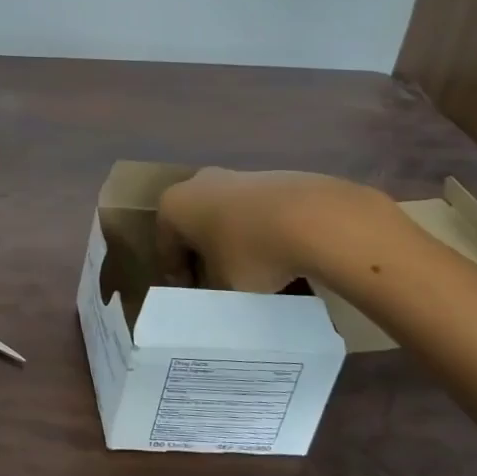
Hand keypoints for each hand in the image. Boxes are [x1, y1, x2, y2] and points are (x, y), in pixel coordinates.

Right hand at [158, 167, 384, 292]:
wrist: (311, 218)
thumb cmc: (249, 253)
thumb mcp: (222, 286)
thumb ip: (211, 289)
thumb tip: (216, 291)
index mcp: (173, 205)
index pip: (165, 246)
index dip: (177, 277)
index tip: (191, 298)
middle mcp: (197, 183)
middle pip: (193, 226)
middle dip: (202, 254)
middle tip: (215, 284)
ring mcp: (235, 176)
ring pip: (224, 216)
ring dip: (230, 241)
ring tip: (249, 273)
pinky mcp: (269, 178)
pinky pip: (253, 212)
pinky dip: (256, 232)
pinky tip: (274, 256)